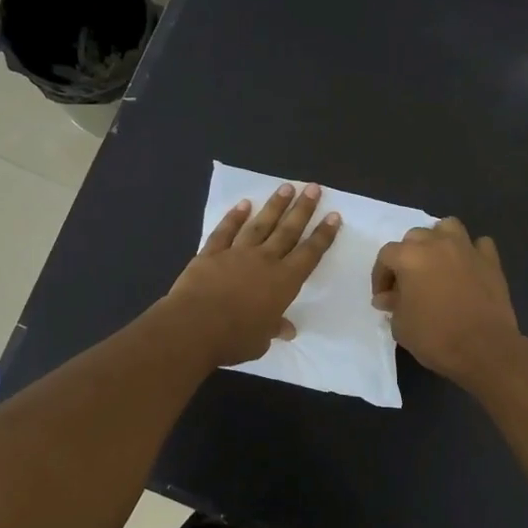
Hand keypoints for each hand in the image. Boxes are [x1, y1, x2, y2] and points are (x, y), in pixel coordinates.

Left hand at [165, 182, 340, 365]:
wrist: (193, 327)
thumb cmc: (234, 338)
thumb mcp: (261, 340)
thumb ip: (274, 329)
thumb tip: (286, 330)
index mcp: (283, 282)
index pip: (309, 254)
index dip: (323, 235)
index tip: (333, 215)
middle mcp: (264, 261)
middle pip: (287, 231)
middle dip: (303, 209)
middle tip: (313, 187)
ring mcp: (236, 254)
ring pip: (260, 224)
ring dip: (274, 206)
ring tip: (286, 187)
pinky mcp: (210, 254)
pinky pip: (225, 231)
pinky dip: (234, 217)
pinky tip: (243, 204)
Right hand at [372, 218, 523, 386]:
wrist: (484, 349)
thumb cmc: (435, 337)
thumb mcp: (401, 326)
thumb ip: (392, 305)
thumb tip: (388, 297)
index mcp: (410, 257)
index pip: (386, 255)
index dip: (381, 276)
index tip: (384, 297)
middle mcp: (437, 244)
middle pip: (415, 236)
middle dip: (407, 256)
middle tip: (408, 282)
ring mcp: (467, 249)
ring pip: (448, 227)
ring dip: (438, 240)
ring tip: (437, 263)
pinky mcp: (491, 261)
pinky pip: (479, 244)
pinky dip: (471, 252)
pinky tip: (467, 268)